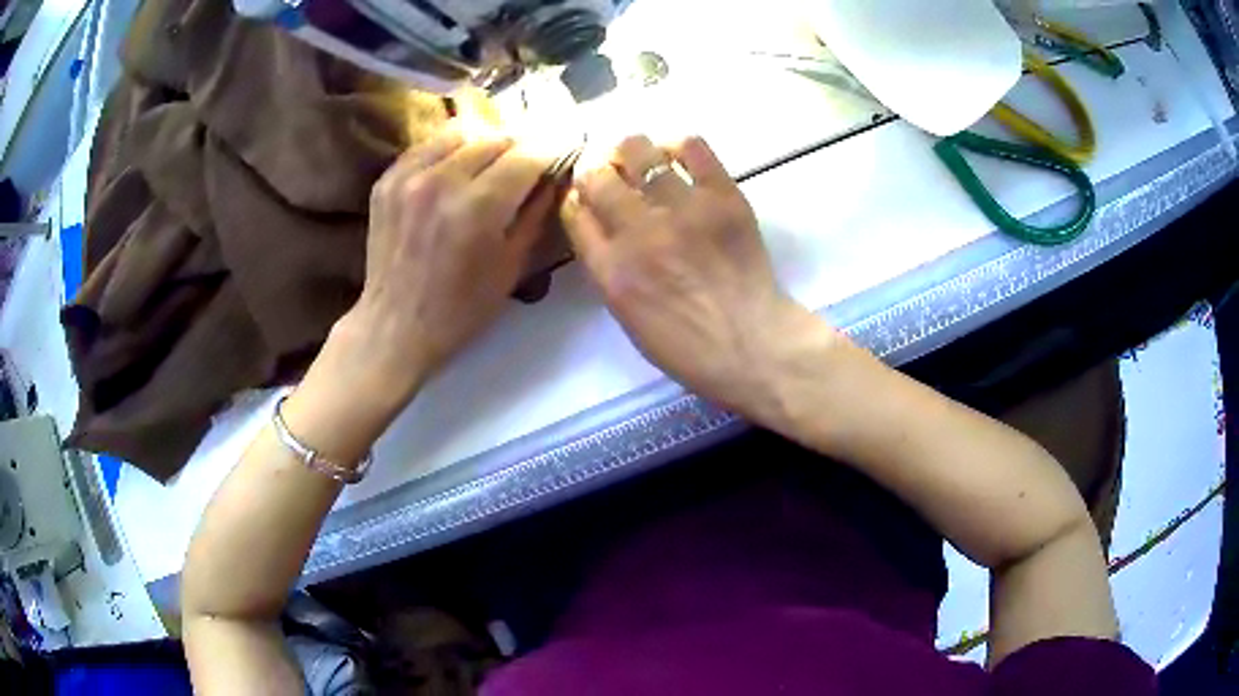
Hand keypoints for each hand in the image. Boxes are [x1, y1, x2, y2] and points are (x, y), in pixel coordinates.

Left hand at [326, 128, 555, 408]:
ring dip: (485, 142)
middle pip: (496, 137)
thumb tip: (555, 175)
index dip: (551, 149)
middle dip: (520, 145)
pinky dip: (450, 149)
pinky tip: (457, 166)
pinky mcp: (387, 179)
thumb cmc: (461, 309)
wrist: (395, 327)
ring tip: (493, 160)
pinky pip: (428, 146)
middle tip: (530, 159)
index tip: (563, 149)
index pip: (528, 154)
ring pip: (461, 132)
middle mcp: (442, 180)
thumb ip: (536, 212)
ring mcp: (409, 176)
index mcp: (478, 207)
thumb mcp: (512, 266)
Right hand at [562, 135, 835, 418]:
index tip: (586, 195)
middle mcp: (638, 232)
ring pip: (638, 151)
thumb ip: (606, 266)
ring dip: (631, 151)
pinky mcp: (723, 196)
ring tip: (641, 158)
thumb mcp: (627, 317)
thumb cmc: (687, 346)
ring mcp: (682, 210)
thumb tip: (598, 220)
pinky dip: (677, 145)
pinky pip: (691, 147)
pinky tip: (676, 157)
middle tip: (612, 172)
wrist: (752, 345)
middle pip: (597, 175)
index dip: (576, 196)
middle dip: (596, 169)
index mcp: (610, 270)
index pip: (573, 210)